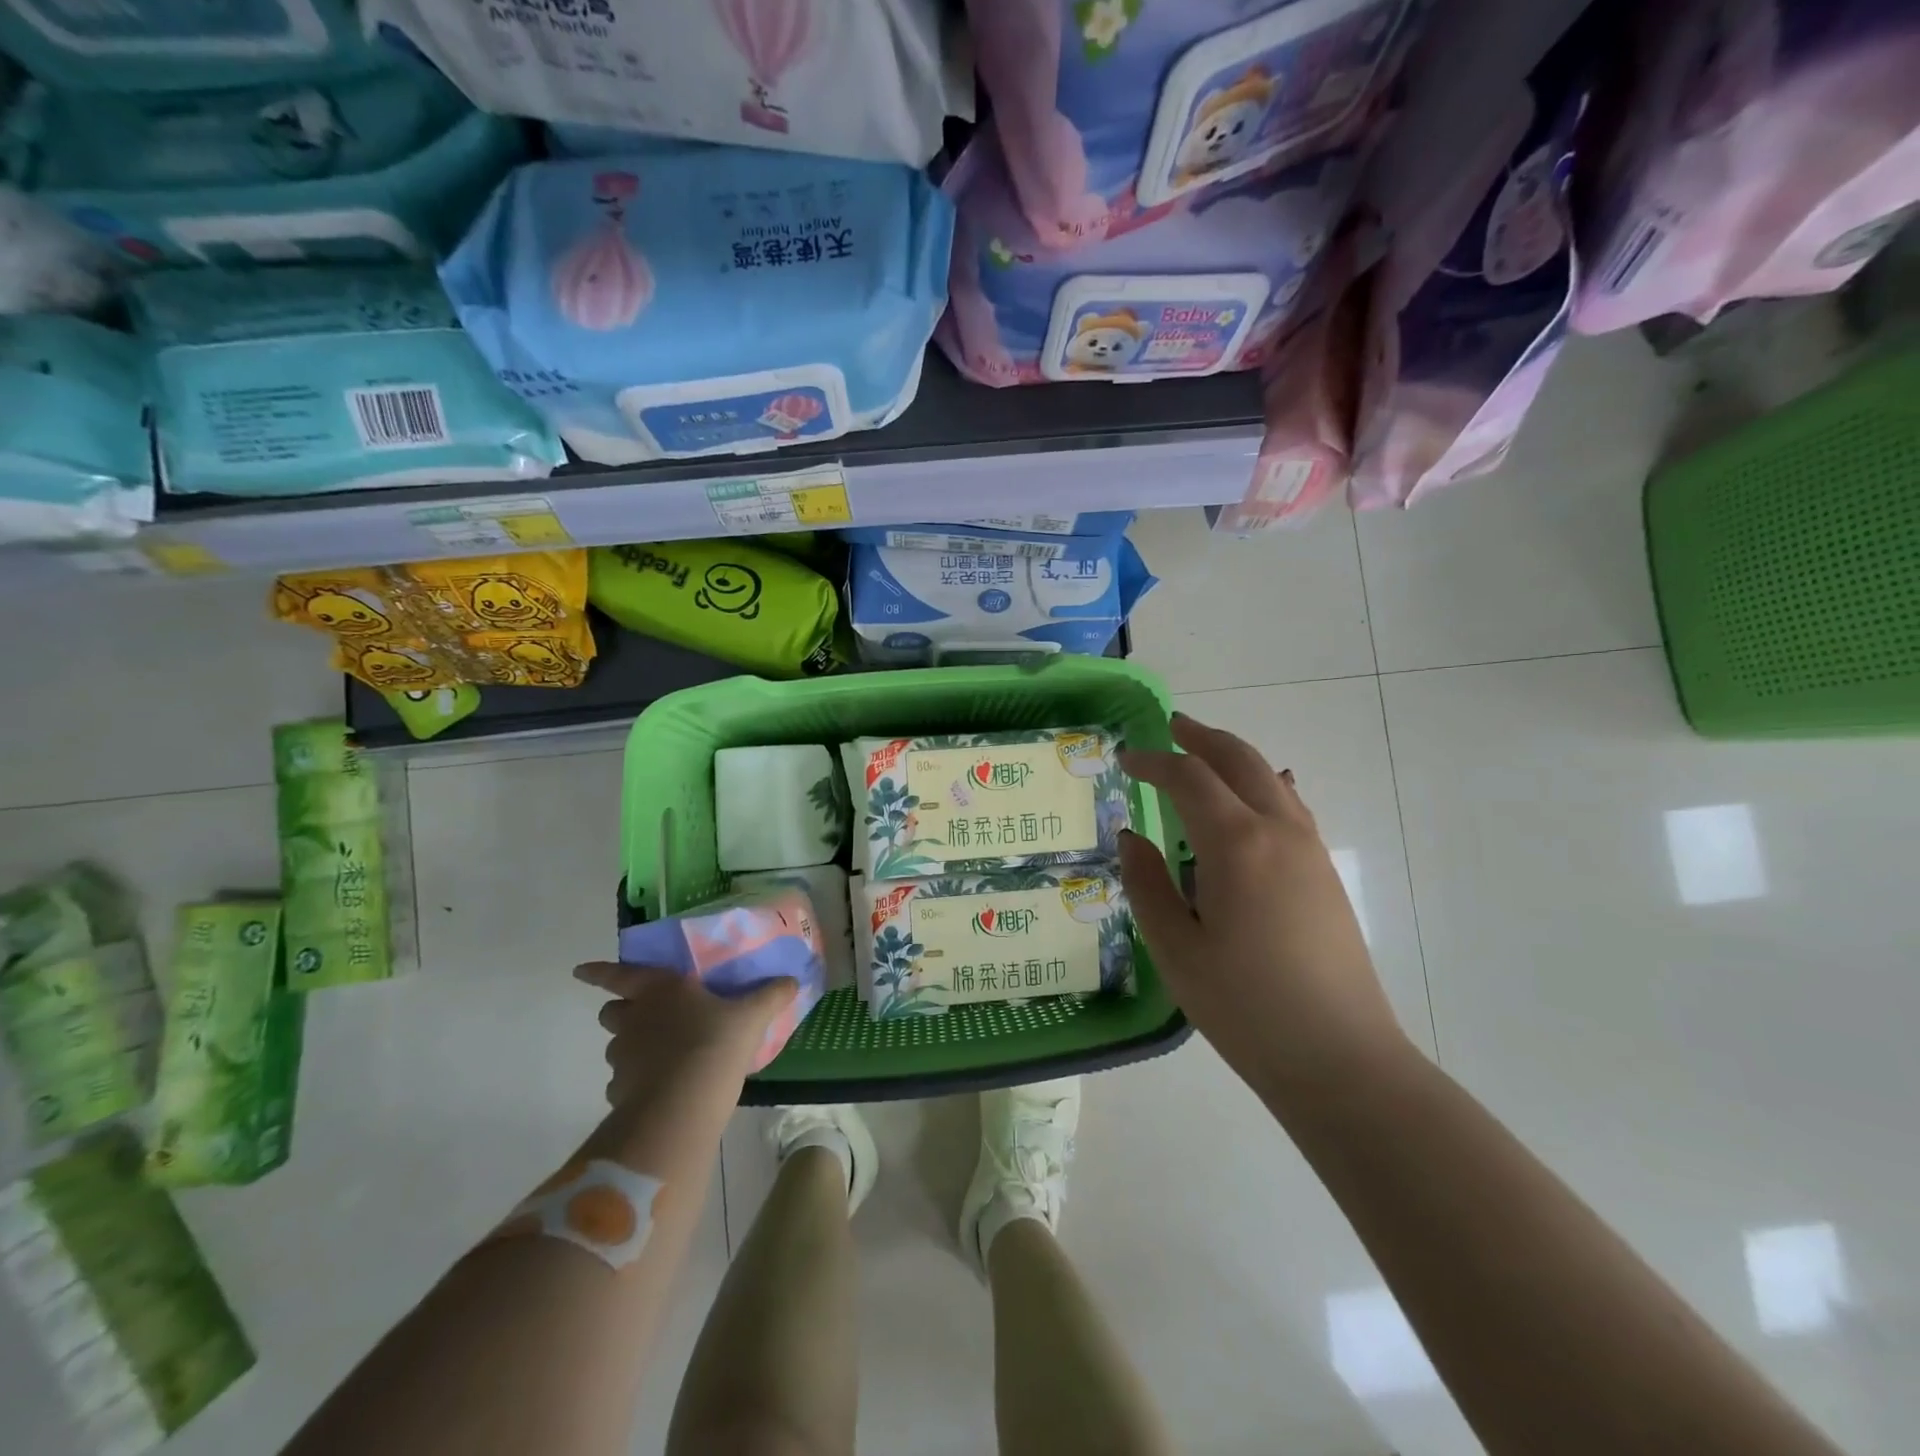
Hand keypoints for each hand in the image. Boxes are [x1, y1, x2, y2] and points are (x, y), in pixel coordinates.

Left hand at [574, 963, 796, 1110]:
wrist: (683, 1105)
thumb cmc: (715, 1043)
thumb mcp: (751, 1016)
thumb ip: (770, 996)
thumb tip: (793, 980)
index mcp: (660, 988)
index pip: (619, 974)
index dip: (599, 971)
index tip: (580, 971)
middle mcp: (634, 1018)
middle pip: (612, 1011)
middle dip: (622, 1011)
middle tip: (644, 1017)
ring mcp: (623, 1057)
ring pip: (617, 1047)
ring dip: (631, 1047)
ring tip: (660, 1057)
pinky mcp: (621, 1092)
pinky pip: (624, 1081)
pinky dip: (637, 1081)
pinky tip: (660, 1088)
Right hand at [1116, 714, 1414, 1106]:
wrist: (1341, 1059)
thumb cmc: (1245, 1007)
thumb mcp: (1175, 949)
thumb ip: (1147, 884)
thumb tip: (1131, 836)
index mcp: (1236, 845)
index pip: (1189, 778)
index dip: (1154, 761)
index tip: (1126, 759)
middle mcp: (1278, 832)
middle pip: (1239, 760)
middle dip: (1201, 738)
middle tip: (1171, 726)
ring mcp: (1309, 850)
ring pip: (1270, 778)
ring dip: (1234, 757)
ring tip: (1204, 754)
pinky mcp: (1325, 873)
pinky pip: (1291, 806)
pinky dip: (1266, 785)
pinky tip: (1261, 794)